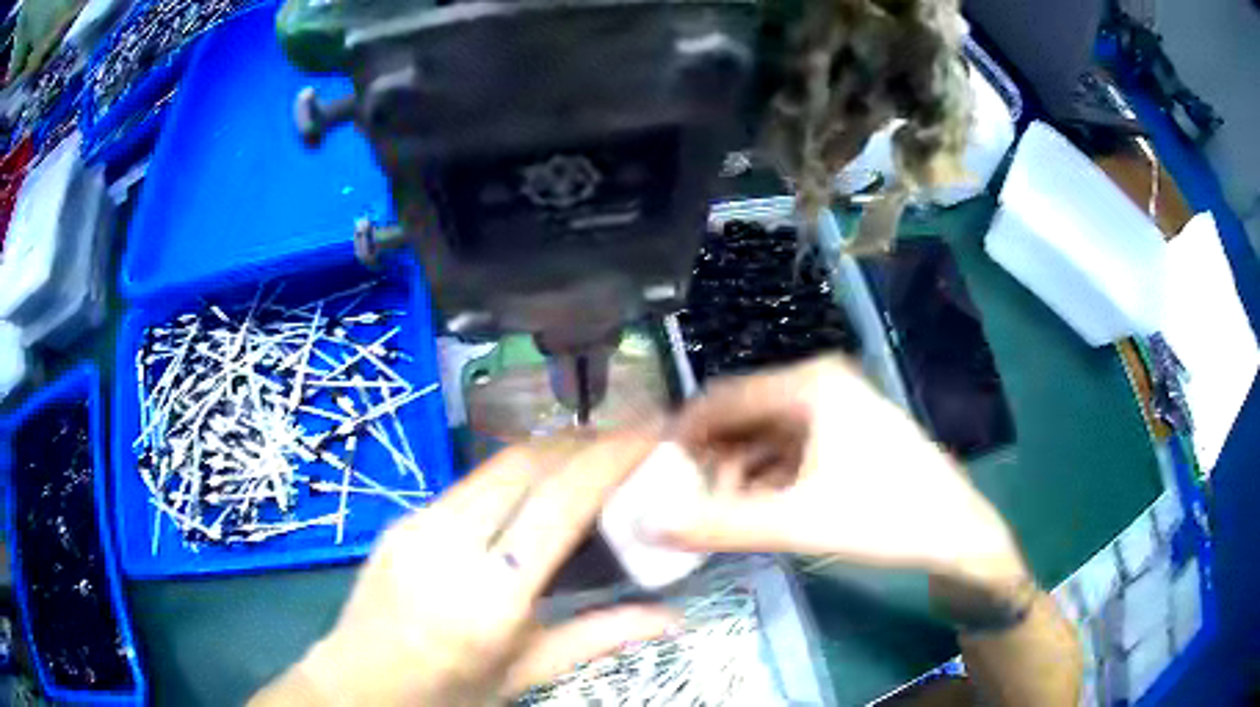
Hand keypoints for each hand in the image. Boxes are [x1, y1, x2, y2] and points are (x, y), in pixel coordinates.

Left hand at [253, 431, 677, 706]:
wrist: (358, 684)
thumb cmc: (447, 691)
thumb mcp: (526, 673)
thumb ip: (600, 637)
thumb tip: (673, 617)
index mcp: (489, 598)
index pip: (559, 505)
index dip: (610, 457)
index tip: (650, 431)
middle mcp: (448, 546)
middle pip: (525, 464)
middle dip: (583, 440)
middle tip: (628, 440)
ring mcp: (416, 525)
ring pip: (495, 464)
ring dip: (549, 450)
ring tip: (592, 456)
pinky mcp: (401, 518)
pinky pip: (468, 483)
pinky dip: (514, 473)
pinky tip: (534, 489)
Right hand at [643, 357, 1028, 593]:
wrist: (955, 532)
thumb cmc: (884, 515)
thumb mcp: (797, 523)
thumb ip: (719, 525)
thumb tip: (650, 527)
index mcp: (809, 384)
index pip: (723, 397)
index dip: (683, 432)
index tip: (650, 468)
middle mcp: (819, 384)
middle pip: (744, 416)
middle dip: (710, 457)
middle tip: (681, 498)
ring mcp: (836, 408)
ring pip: (766, 436)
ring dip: (737, 471)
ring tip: (716, 512)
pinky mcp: (846, 434)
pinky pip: (789, 450)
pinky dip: (765, 477)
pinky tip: (753, 509)